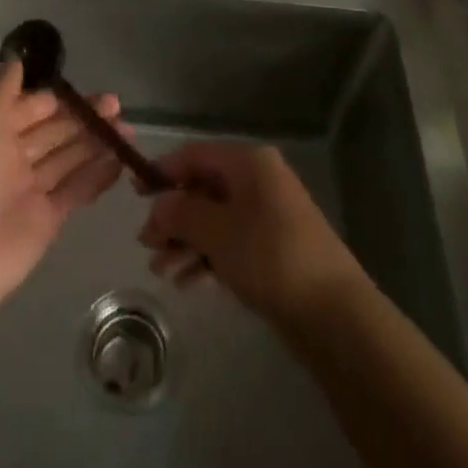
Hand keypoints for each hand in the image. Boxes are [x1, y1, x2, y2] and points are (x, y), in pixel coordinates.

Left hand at [0, 59, 126, 323]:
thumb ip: (2, 91)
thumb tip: (17, 58)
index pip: (31, 109)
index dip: (58, 99)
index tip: (86, 91)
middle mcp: (11, 159)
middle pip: (54, 132)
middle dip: (83, 118)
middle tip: (116, 106)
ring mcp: (30, 190)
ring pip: (68, 158)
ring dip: (96, 143)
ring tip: (127, 131)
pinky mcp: (47, 219)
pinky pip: (76, 190)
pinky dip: (98, 176)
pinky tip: (121, 161)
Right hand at [137, 143, 363, 323]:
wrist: (332, 312)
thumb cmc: (270, 256)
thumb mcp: (217, 232)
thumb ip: (181, 213)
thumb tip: (157, 205)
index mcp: (249, 163)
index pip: (196, 155)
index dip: (164, 171)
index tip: (135, 195)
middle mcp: (259, 181)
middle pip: (204, 188)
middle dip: (173, 215)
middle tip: (146, 244)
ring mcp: (268, 215)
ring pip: (215, 219)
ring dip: (185, 241)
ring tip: (160, 270)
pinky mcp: (273, 247)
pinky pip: (230, 242)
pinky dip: (207, 257)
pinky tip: (186, 282)